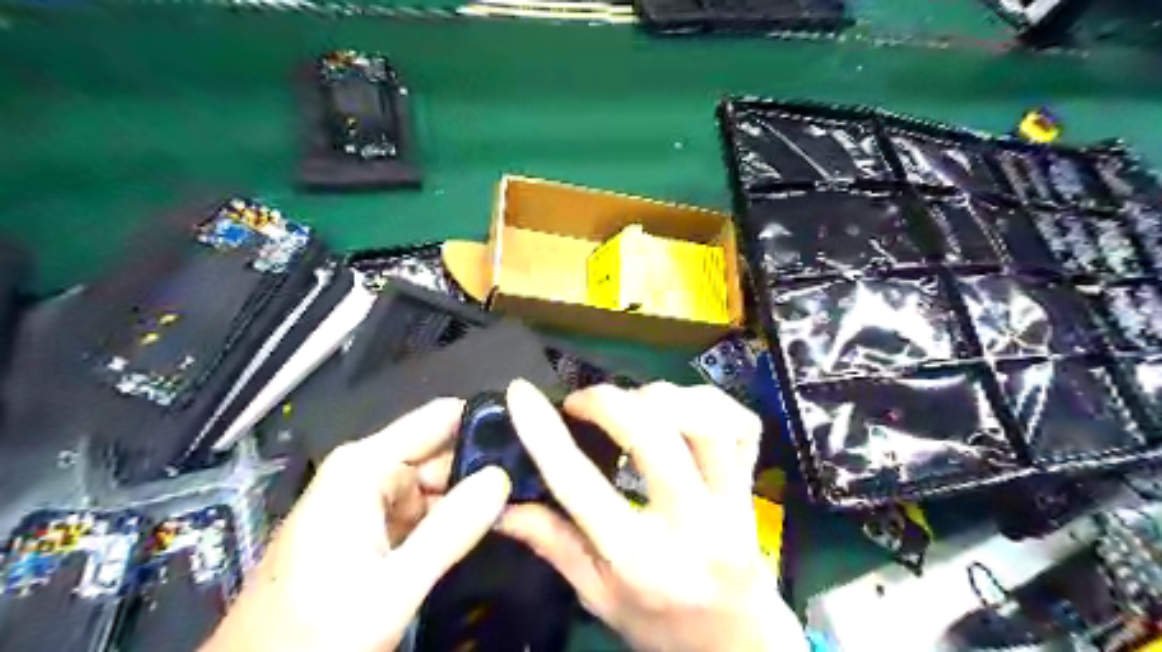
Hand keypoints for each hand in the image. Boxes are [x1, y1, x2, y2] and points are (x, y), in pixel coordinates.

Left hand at [200, 397, 508, 650]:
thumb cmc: (310, 637)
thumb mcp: (388, 589)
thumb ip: (449, 531)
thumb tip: (502, 478)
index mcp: (364, 468)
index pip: (439, 419)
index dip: (486, 421)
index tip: (534, 432)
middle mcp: (368, 472)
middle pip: (443, 450)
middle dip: (486, 464)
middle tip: (538, 475)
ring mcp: (371, 500)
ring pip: (439, 482)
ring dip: (475, 492)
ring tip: (525, 496)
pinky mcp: (375, 528)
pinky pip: (426, 509)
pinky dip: (455, 516)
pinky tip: (490, 521)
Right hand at [501, 379, 810, 651]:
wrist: (742, 646)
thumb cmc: (663, 625)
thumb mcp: (598, 597)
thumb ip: (553, 544)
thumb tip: (500, 506)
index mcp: (639, 561)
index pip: (581, 486)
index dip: (544, 433)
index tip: (521, 394)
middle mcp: (690, 526)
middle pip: (653, 437)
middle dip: (608, 402)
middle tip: (582, 402)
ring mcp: (733, 502)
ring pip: (705, 422)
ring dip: (660, 398)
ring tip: (633, 403)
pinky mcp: (754, 484)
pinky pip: (743, 423)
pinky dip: (709, 400)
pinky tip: (681, 407)